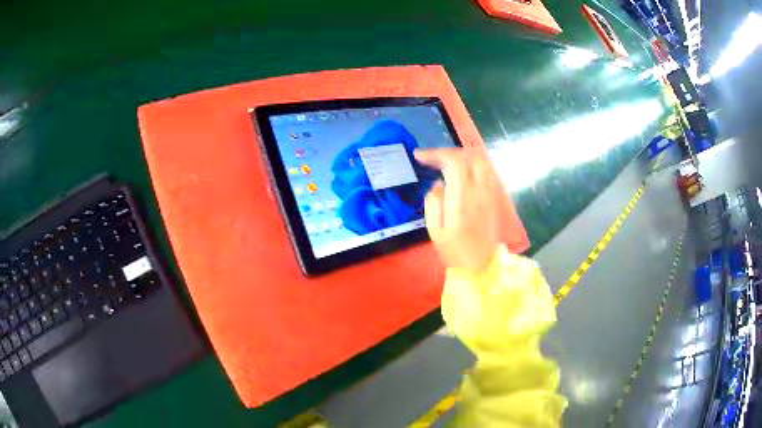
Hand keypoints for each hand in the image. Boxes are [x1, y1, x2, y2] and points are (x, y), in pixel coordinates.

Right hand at [415, 148, 501, 271]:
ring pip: (482, 162)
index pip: (454, 163)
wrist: (482, 266)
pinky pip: (486, 172)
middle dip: (450, 152)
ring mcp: (490, 194)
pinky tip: (462, 175)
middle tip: (435, 159)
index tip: (419, 157)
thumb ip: (434, 202)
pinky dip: (473, 166)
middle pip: (471, 156)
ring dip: (464, 157)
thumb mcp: (435, 231)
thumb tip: (438, 184)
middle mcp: (480, 192)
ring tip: (448, 164)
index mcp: (462, 199)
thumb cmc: (455, 252)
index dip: (436, 154)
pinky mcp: (494, 198)